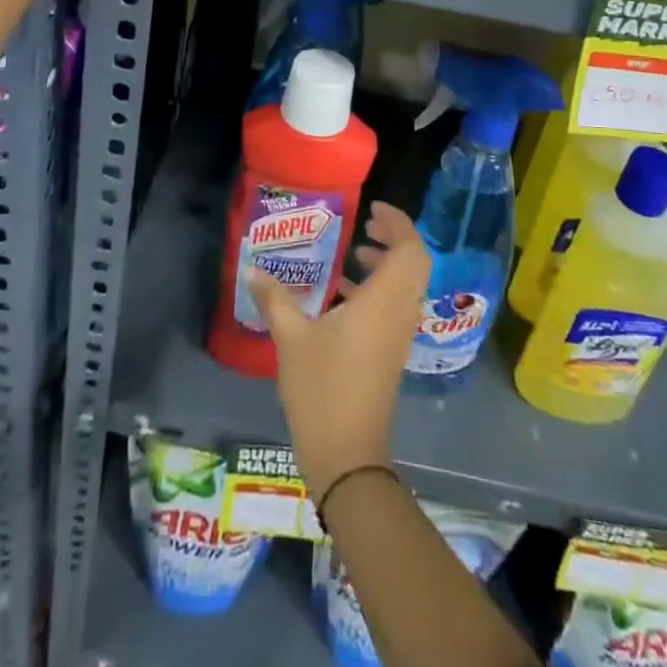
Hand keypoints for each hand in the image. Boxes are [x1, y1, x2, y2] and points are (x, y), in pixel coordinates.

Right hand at [247, 201, 430, 500]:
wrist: (348, 456)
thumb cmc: (322, 389)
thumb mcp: (292, 339)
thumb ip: (274, 299)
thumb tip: (252, 267)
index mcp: (383, 301)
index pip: (410, 249)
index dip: (398, 223)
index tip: (373, 209)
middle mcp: (399, 312)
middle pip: (414, 263)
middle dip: (395, 238)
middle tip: (366, 226)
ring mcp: (398, 335)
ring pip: (407, 285)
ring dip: (387, 264)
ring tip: (354, 254)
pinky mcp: (391, 353)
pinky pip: (396, 306)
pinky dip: (380, 289)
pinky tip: (343, 296)